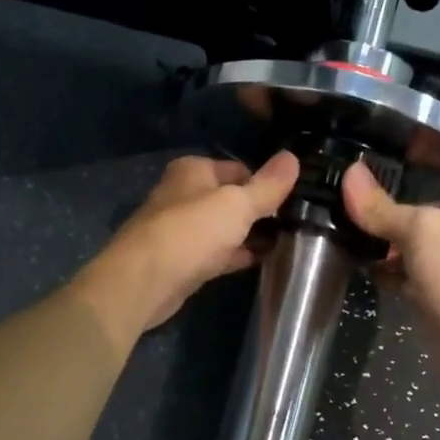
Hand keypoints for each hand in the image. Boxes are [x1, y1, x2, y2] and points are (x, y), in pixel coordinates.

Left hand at [71, 152, 299, 341]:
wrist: (144, 281)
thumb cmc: (191, 232)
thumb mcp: (237, 204)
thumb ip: (267, 185)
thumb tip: (293, 158)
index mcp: (193, 171)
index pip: (239, 169)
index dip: (265, 182)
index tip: (294, 198)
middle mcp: (184, 195)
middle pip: (230, 199)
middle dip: (259, 211)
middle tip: (295, 223)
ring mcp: (181, 230)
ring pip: (223, 228)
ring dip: (249, 234)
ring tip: (286, 242)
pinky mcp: (182, 261)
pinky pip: (216, 253)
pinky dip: (236, 255)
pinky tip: (261, 261)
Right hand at [341, 160, 439, 399]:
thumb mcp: (420, 231)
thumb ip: (384, 208)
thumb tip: (350, 172)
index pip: (427, 205)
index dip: (394, 206)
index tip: (358, 208)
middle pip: (418, 234)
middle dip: (386, 234)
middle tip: (346, 231)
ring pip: (412, 262)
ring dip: (385, 259)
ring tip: (348, 251)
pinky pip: (409, 288)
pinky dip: (389, 282)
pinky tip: (365, 279)